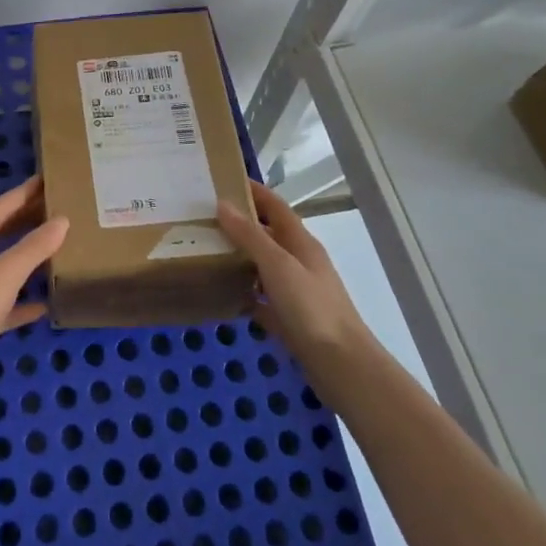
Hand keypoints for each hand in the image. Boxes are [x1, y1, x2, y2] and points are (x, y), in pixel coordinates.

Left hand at [0, 176, 66, 403]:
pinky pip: (3, 300)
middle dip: (27, 223)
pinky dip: (22, 300)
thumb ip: (35, 246)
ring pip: (2, 266)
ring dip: (26, 260)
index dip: (23, 194)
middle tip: (58, 210)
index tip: (47, 180)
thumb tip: (62, 221)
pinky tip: (45, 303)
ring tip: (58, 248)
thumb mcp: (5, 273)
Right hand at [217, 182, 374, 371]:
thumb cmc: (311, 308)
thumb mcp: (278, 266)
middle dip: (239, 223)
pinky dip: (244, 293)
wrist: (342, 366)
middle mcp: (299, 262)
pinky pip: (262, 299)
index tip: (222, 180)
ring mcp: (295, 292)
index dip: (252, 190)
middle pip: (267, 234)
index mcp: (300, 242)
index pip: (275, 205)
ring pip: (263, 266)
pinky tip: (222, 294)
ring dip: (239, 256)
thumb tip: (222, 204)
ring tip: (205, 250)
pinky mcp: (290, 320)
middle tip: (203, 217)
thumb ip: (250, 236)